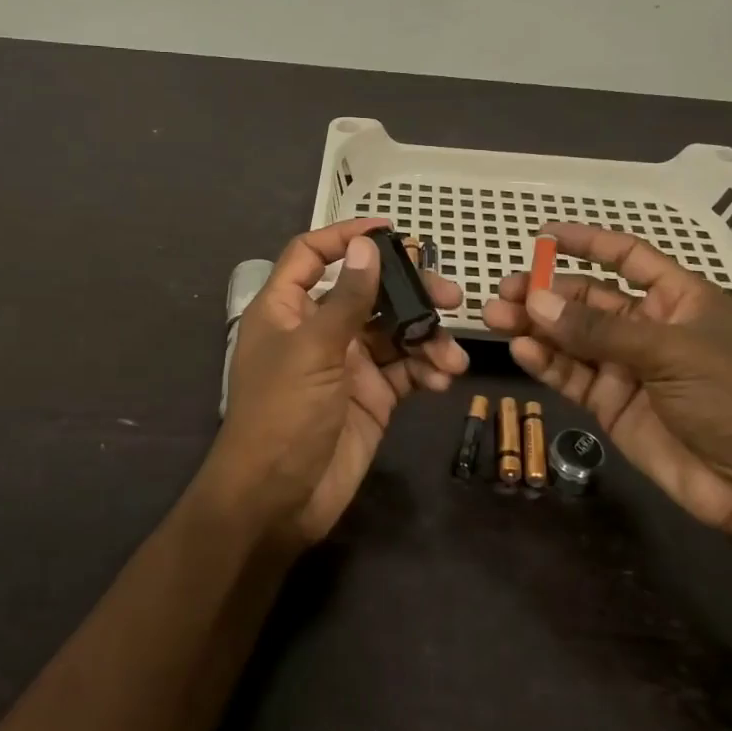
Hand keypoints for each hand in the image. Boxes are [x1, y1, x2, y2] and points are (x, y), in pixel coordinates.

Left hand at [204, 219, 467, 548]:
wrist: (279, 500)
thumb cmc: (283, 413)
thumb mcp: (313, 349)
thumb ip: (346, 298)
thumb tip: (365, 245)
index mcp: (287, 309)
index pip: (312, 255)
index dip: (345, 237)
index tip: (389, 230)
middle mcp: (318, 330)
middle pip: (368, 292)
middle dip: (409, 292)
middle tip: (449, 296)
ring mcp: (348, 364)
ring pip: (395, 332)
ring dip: (427, 337)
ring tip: (452, 353)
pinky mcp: (372, 397)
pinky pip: (406, 370)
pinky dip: (428, 369)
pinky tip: (444, 377)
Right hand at [481, 223, 731, 540]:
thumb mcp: (669, 352)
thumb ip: (598, 330)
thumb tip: (535, 301)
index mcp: (677, 300)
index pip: (627, 258)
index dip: (588, 244)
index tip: (544, 236)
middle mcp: (648, 328)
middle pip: (587, 300)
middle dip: (546, 293)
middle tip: (503, 291)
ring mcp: (627, 368)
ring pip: (571, 338)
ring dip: (535, 326)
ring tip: (496, 317)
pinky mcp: (611, 405)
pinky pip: (571, 376)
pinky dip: (545, 363)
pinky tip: (520, 350)